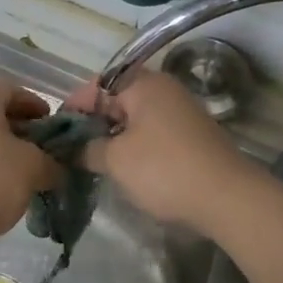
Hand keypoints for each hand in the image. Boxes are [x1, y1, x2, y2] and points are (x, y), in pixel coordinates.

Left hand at [0, 80, 59, 255]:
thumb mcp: (33, 168)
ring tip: (33, 174)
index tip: (54, 126)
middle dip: (26, 132)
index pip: (13, 90)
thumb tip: (57, 169)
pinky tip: (10, 190)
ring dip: (11, 154)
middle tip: (48, 152)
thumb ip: (52, 163)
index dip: (37, 104)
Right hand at [66, 71, 250, 232]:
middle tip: (70, 151)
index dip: (71, 108)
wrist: (228, 198)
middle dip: (91, 124)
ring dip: (112, 137)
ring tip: (93, 162)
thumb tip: (70, 148)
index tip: (54, 134)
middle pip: (115, 100)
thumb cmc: (164, 170)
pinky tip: (124, 169)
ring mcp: (181, 112)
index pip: (95, 86)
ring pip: (134, 118)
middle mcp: (163, 89)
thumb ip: (87, 149)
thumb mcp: (115, 160)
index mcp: (143, 84)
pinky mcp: (191, 135)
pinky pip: (152, 132)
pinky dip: (134, 146)